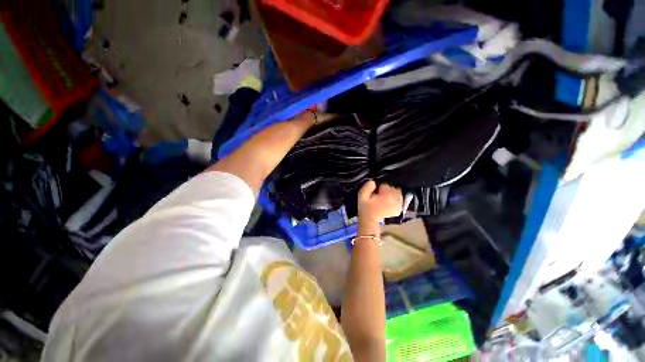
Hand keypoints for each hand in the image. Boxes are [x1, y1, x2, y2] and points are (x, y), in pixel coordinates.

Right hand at [357, 180, 402, 223]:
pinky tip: (389, 201)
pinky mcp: (399, 209)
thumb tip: (373, 182)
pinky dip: (395, 199)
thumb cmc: (365, 208)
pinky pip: (399, 199)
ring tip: (384, 198)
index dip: (380, 186)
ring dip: (392, 193)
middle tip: (379, 194)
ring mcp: (398, 205)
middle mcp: (395, 199)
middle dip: (387, 189)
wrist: (369, 221)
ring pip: (397, 193)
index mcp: (387, 195)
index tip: (375, 191)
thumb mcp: (362, 196)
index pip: (386, 184)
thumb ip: (367, 187)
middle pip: (393, 188)